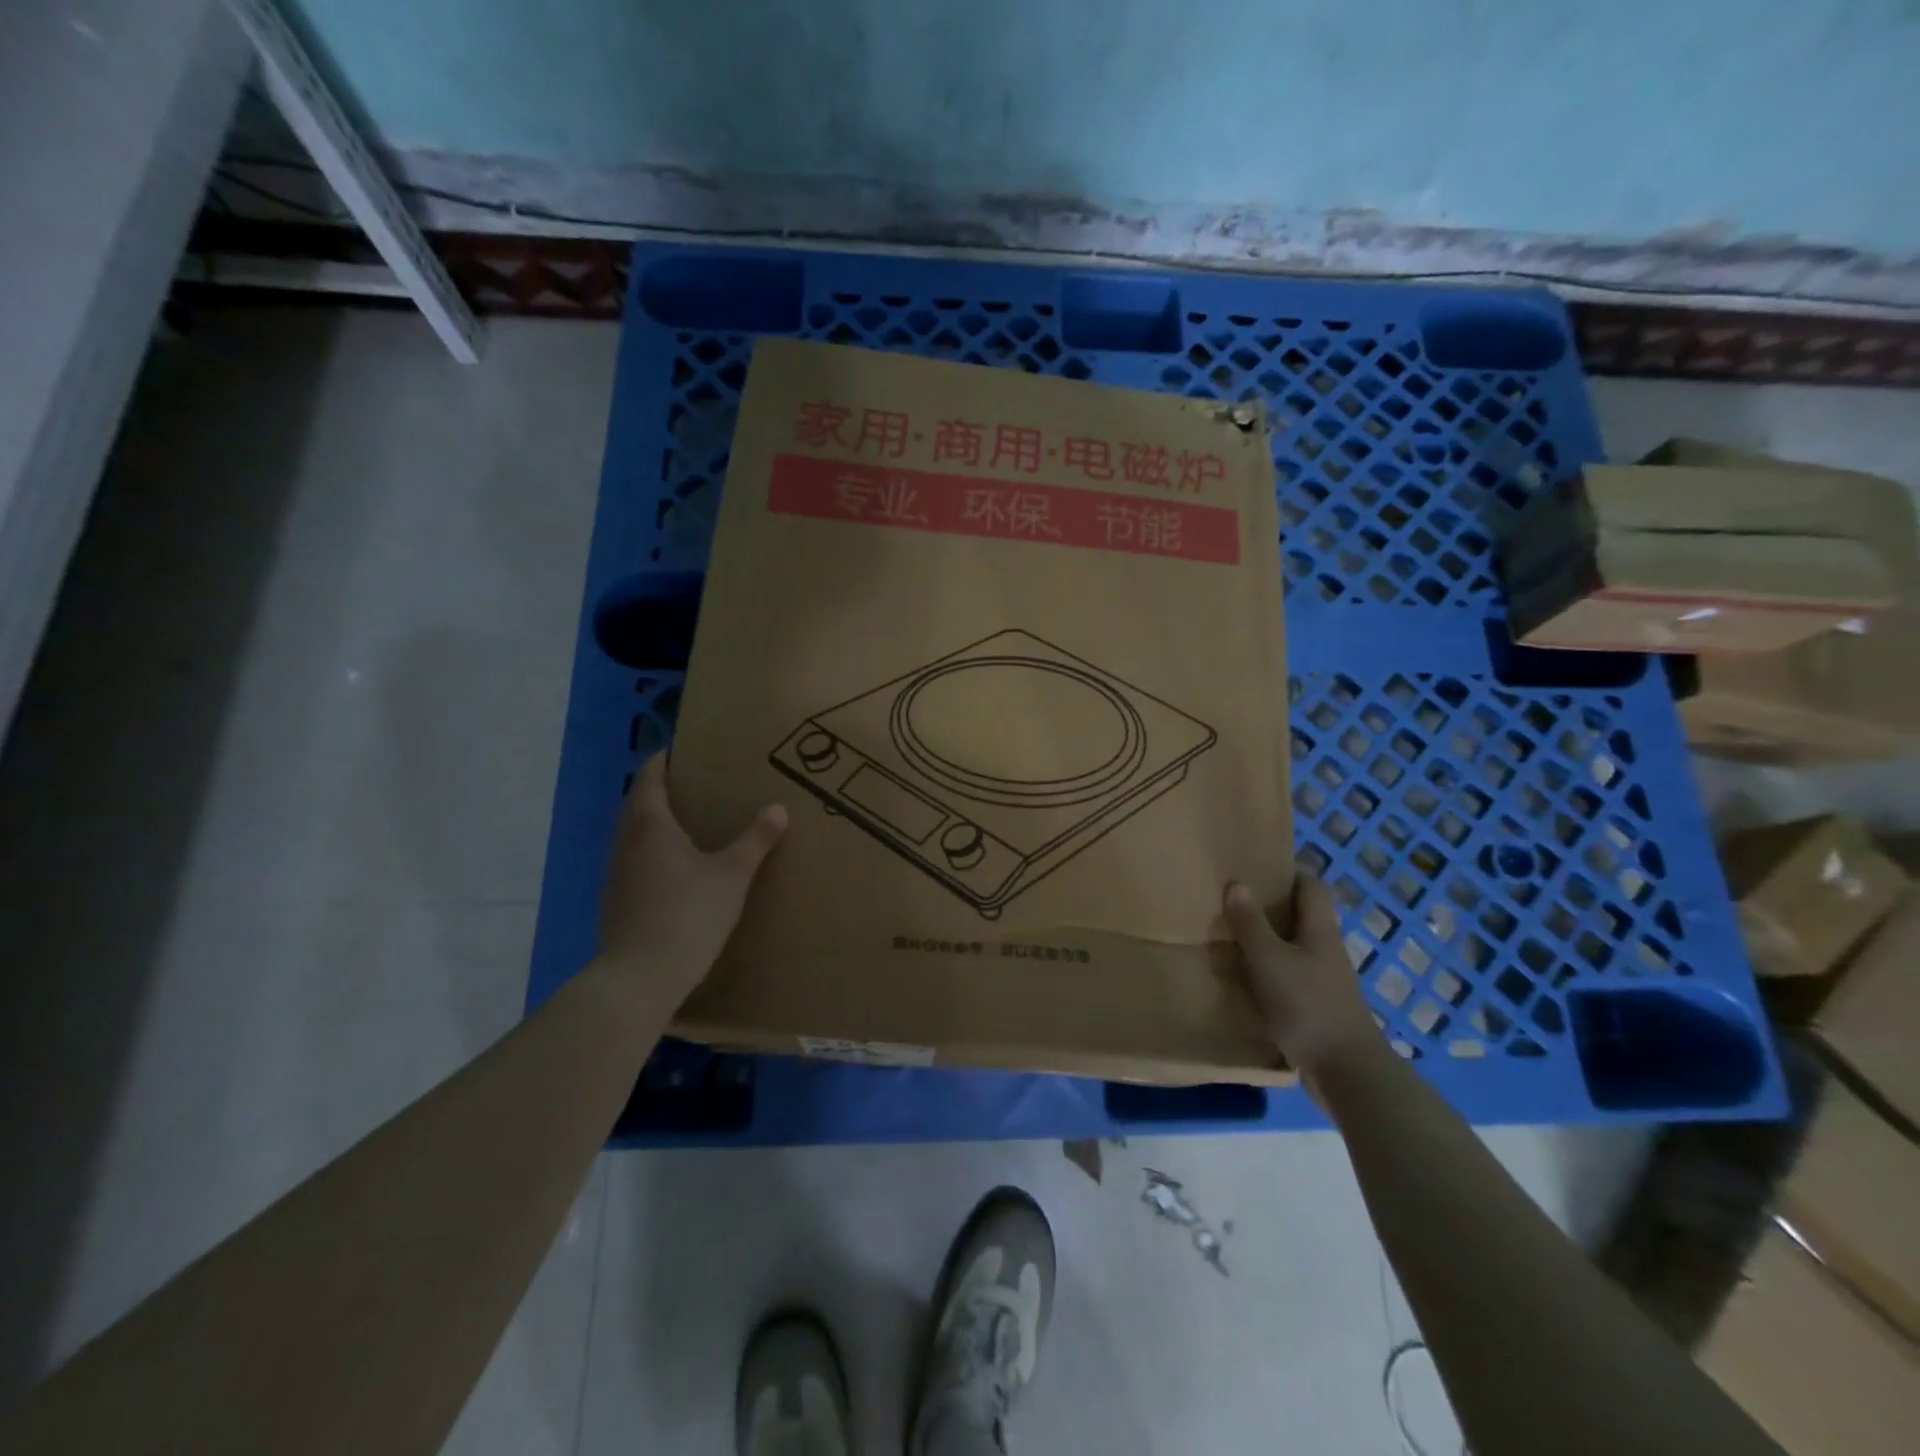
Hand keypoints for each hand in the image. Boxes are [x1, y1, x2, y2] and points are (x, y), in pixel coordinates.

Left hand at [595, 752, 786, 996]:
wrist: (640, 977)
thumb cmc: (688, 914)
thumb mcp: (732, 875)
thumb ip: (755, 840)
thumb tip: (778, 808)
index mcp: (651, 826)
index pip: (649, 779)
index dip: (662, 762)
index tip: (678, 751)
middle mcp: (626, 844)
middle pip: (637, 805)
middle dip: (658, 791)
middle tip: (690, 785)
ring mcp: (616, 875)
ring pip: (631, 836)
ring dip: (652, 823)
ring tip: (684, 824)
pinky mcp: (615, 902)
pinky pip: (633, 862)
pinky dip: (650, 852)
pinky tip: (673, 870)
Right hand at [1224, 871, 1383, 1088]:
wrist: (1347, 1072)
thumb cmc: (1308, 1005)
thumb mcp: (1269, 960)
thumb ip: (1251, 924)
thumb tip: (1237, 883)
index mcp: (1320, 930)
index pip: (1312, 886)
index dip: (1289, 871)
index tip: (1257, 866)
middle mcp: (1326, 950)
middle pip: (1302, 916)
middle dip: (1271, 906)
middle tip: (1233, 899)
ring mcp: (1325, 981)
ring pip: (1294, 948)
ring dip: (1268, 941)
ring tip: (1230, 936)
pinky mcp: (1317, 1008)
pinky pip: (1290, 977)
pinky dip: (1269, 972)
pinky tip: (1244, 980)